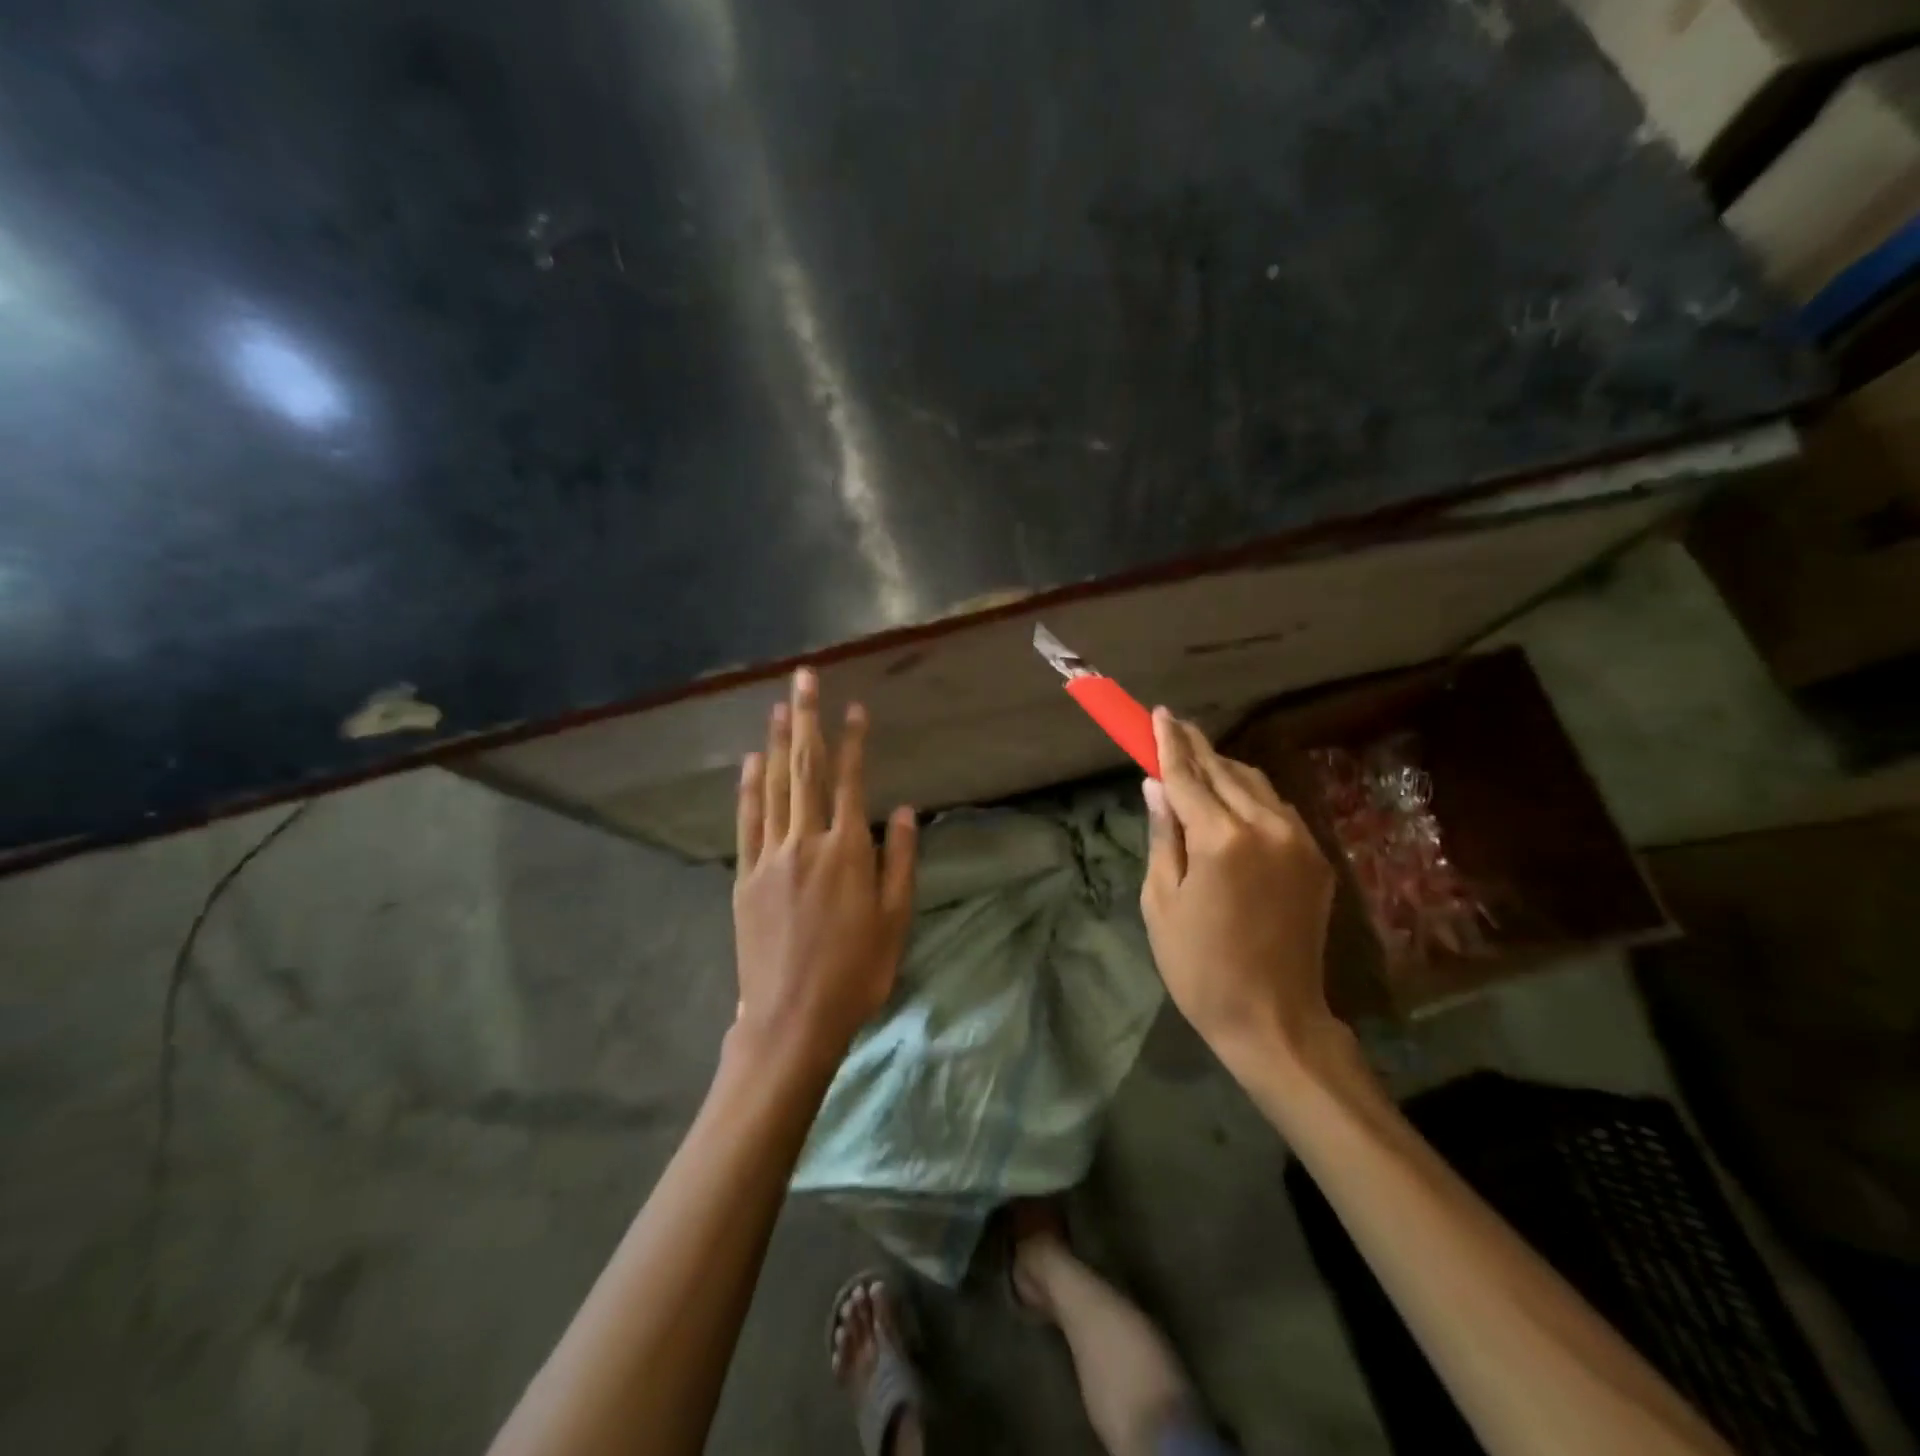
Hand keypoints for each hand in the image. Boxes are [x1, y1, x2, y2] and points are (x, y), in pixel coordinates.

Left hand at [732, 668, 917, 1066]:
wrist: (791, 1019)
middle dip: (808, 720)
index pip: (850, 782)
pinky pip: (747, 822)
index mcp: (848, 852)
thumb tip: (906, 811)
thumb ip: (900, 861)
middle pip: (806, 770)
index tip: (854, 708)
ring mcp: (771, 858)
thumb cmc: (855, 972)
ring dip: (778, 744)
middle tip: (804, 678)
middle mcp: (806, 842)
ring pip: (774, 787)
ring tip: (780, 707)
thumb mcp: (895, 921)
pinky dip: (749, 788)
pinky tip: (751, 762)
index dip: (853, 741)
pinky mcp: (745, 877)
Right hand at [1140, 709, 1339, 1072]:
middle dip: (1196, 747)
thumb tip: (1156, 785)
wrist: (1275, 1019)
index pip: (1188, 776)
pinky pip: (1278, 810)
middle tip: (1173, 725)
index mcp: (1222, 840)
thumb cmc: (1200, 967)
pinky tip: (1232, 799)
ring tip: (1197, 760)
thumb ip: (1163, 835)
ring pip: (1257, 785)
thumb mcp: (1162, 902)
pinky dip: (1250, 796)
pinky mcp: (1317, 860)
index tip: (1158, 714)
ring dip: (1224, 769)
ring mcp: (1300, 842)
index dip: (1168, 744)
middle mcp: (1267, 828)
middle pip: (1225, 772)